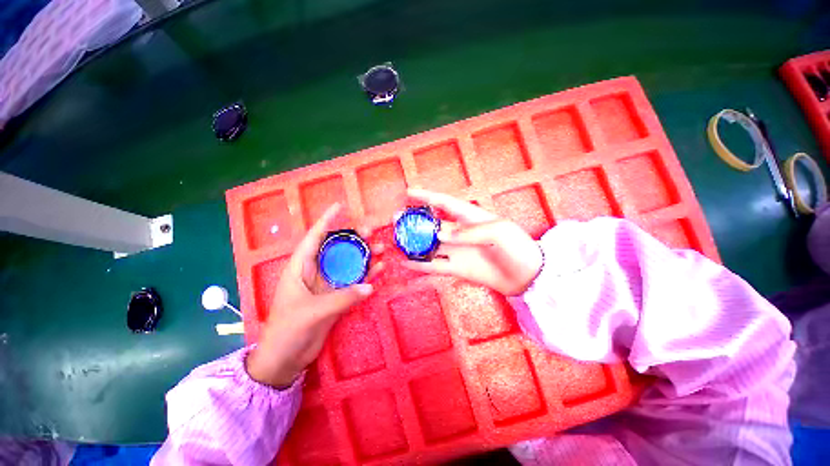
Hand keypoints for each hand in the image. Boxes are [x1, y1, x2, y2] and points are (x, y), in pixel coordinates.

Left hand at [246, 203, 383, 387]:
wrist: (285, 359)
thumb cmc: (288, 331)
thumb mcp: (312, 312)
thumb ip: (342, 298)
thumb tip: (369, 287)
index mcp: (300, 268)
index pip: (314, 237)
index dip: (326, 220)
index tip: (339, 206)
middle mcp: (315, 271)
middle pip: (336, 248)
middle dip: (353, 238)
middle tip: (371, 232)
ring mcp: (327, 284)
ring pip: (348, 263)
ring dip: (364, 256)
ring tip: (380, 249)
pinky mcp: (336, 296)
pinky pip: (354, 281)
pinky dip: (366, 275)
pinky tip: (378, 269)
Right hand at [403, 189, 542, 295]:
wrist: (528, 276)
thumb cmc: (518, 247)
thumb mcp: (499, 232)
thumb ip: (469, 232)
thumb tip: (440, 234)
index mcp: (471, 217)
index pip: (445, 203)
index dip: (427, 197)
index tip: (408, 193)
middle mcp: (460, 233)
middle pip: (432, 225)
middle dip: (414, 221)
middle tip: (395, 221)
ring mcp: (458, 251)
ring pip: (430, 245)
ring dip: (414, 243)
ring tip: (396, 242)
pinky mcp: (457, 268)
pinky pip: (435, 265)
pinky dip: (421, 264)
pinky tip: (407, 263)